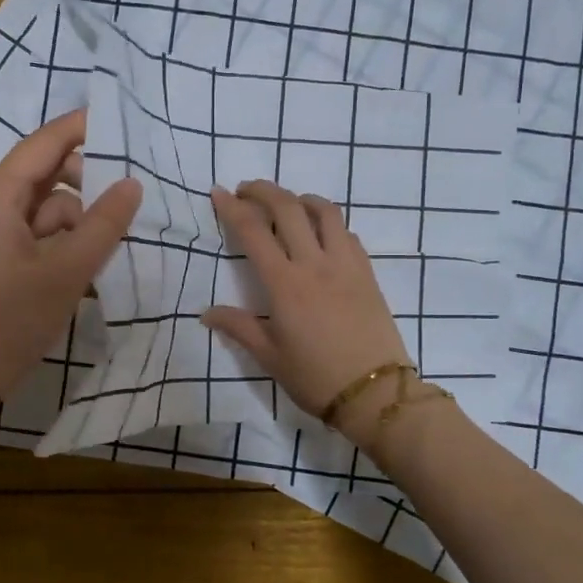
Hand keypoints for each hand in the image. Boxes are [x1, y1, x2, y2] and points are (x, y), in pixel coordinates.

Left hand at [0, 111, 141, 457]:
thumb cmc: (6, 323)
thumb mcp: (65, 273)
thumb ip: (102, 226)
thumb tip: (132, 184)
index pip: (42, 145)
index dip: (80, 128)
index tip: (121, 120)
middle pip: (44, 178)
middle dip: (86, 187)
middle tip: (129, 201)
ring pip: (43, 213)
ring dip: (78, 224)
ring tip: (113, 249)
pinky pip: (34, 239)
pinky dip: (62, 247)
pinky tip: (89, 270)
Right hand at [201, 180, 413, 451]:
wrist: (375, 392)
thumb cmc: (316, 378)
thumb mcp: (270, 357)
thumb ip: (239, 327)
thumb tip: (207, 313)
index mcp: (285, 284)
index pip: (253, 231)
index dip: (233, 208)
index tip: (219, 193)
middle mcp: (315, 263)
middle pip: (288, 208)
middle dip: (263, 190)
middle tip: (246, 190)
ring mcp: (346, 264)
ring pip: (324, 211)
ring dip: (300, 198)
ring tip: (286, 203)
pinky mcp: (367, 272)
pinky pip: (347, 232)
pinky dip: (328, 222)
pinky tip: (320, 234)